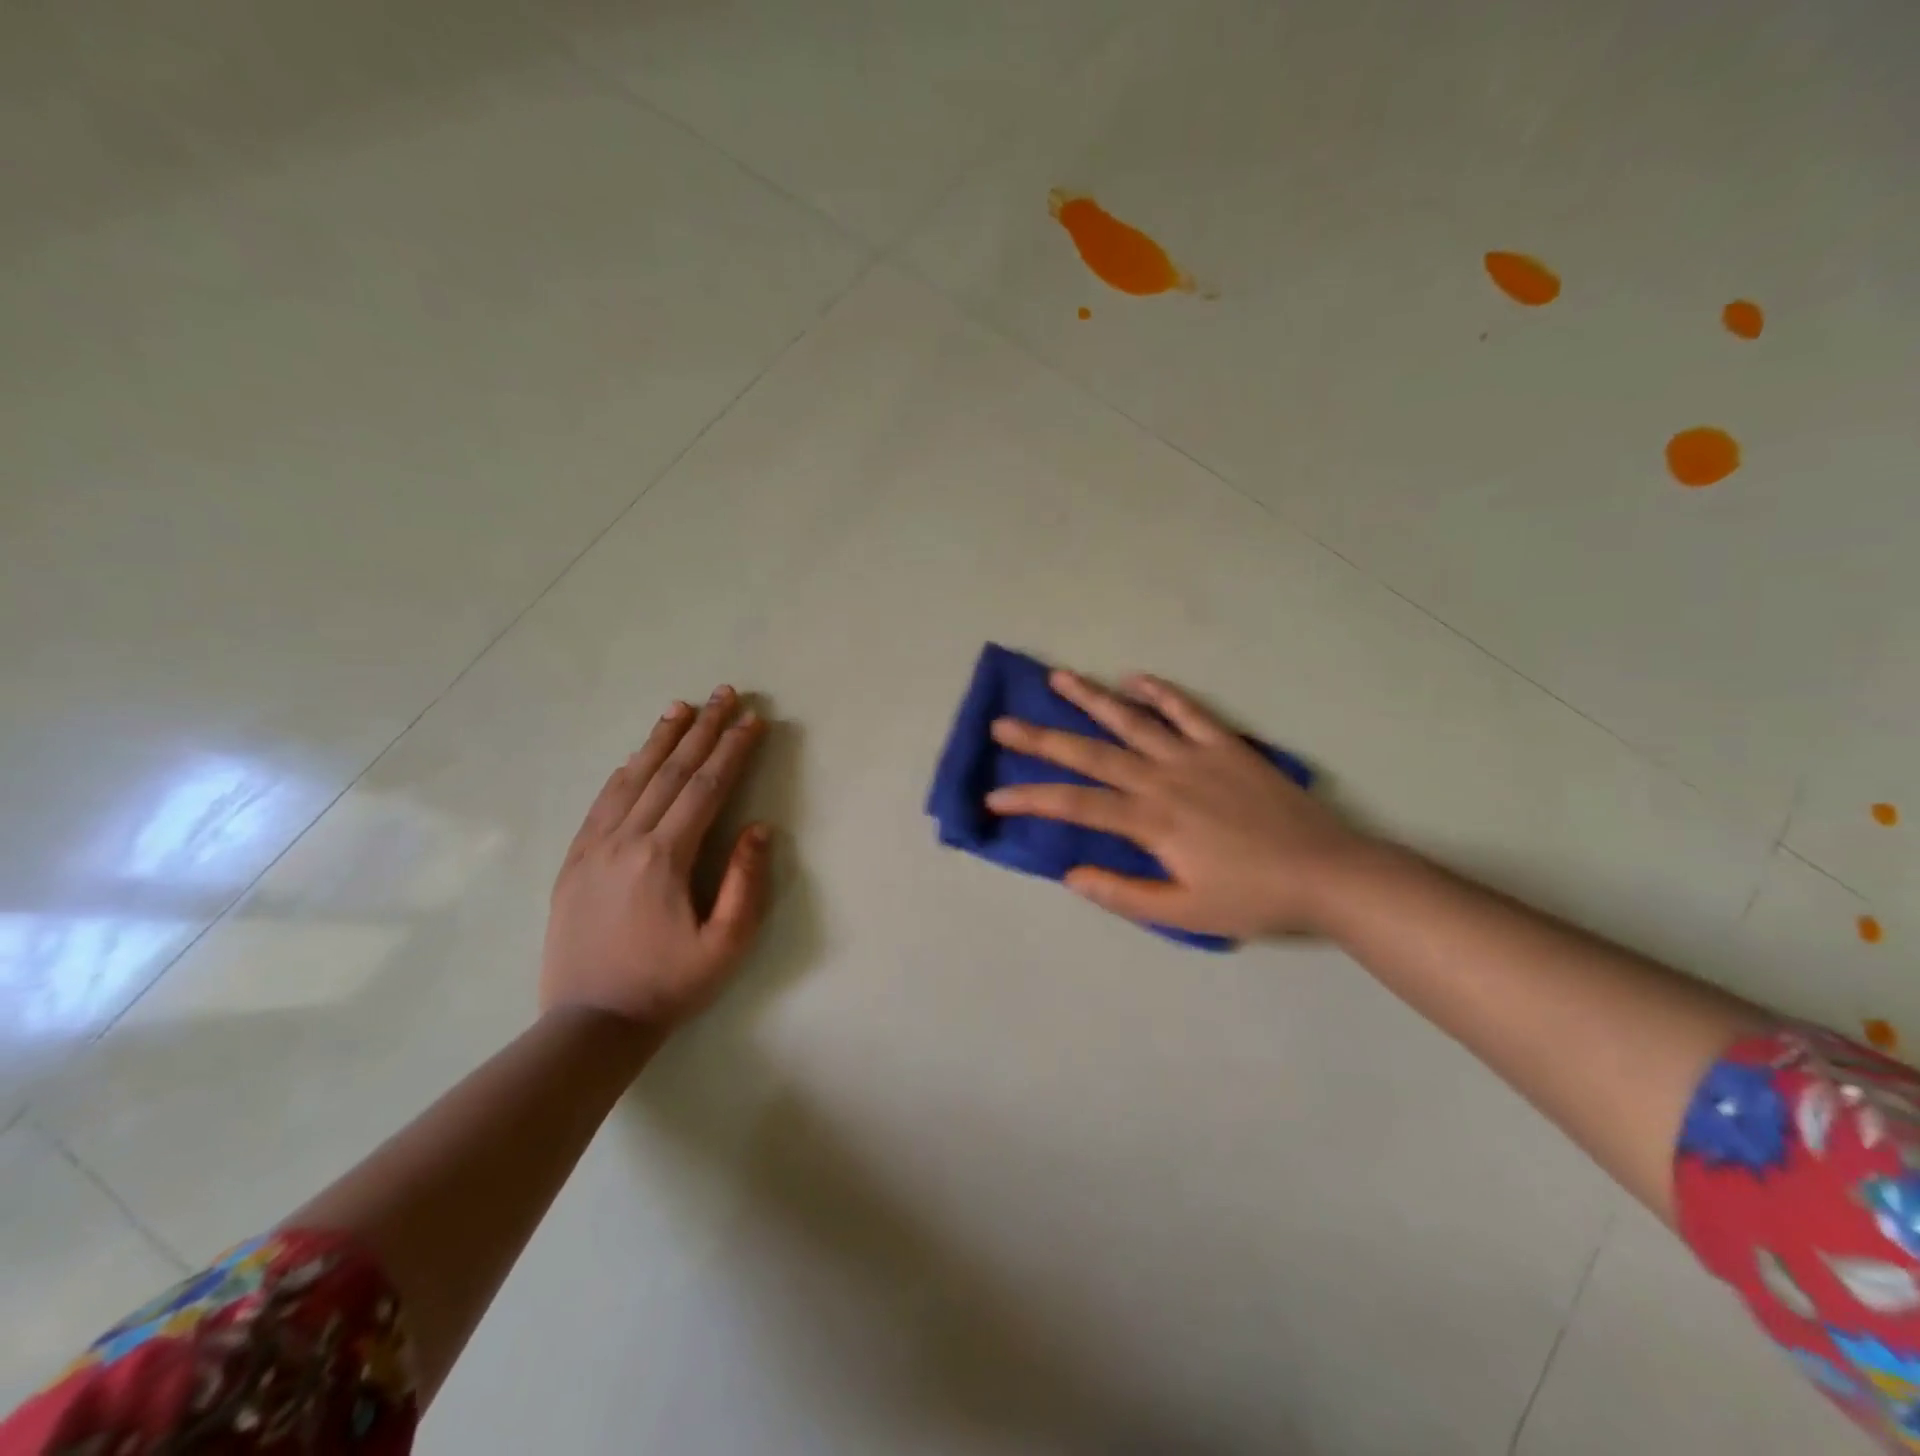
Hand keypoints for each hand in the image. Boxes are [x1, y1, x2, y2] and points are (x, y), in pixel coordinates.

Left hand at [540, 687, 771, 1030]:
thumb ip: (746, 883)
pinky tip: (637, 755)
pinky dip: (625, 770)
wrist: (589, 1025)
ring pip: (632, 778)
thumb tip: (759, 828)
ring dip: (661, 739)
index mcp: (664, 858)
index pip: (706, 788)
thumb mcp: (725, 946)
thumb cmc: (667, 986)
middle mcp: (626, 840)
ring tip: (682, 707)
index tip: (753, 719)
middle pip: (671, 771)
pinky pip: (602, 801)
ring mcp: (593, 847)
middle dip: (703, 729)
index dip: (733, 750)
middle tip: (724, 693)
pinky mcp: (574, 860)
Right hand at [984, 669, 1370, 939]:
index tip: (995, 794)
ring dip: (1092, 698)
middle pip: (1091, 753)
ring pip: (1133, 720)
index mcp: (1150, 821)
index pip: (1075, 805)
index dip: (1030, 798)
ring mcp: (1195, 755)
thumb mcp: (1185, 913)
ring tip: (1058, 678)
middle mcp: (1163, 779)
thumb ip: (1123, 894)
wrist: (1327, 873)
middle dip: (1042, 738)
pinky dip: (1162, 692)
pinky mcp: (1227, 745)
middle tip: (1004, 723)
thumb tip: (1071, 874)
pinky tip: (1137, 677)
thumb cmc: (1253, 898)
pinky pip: (1189, 710)